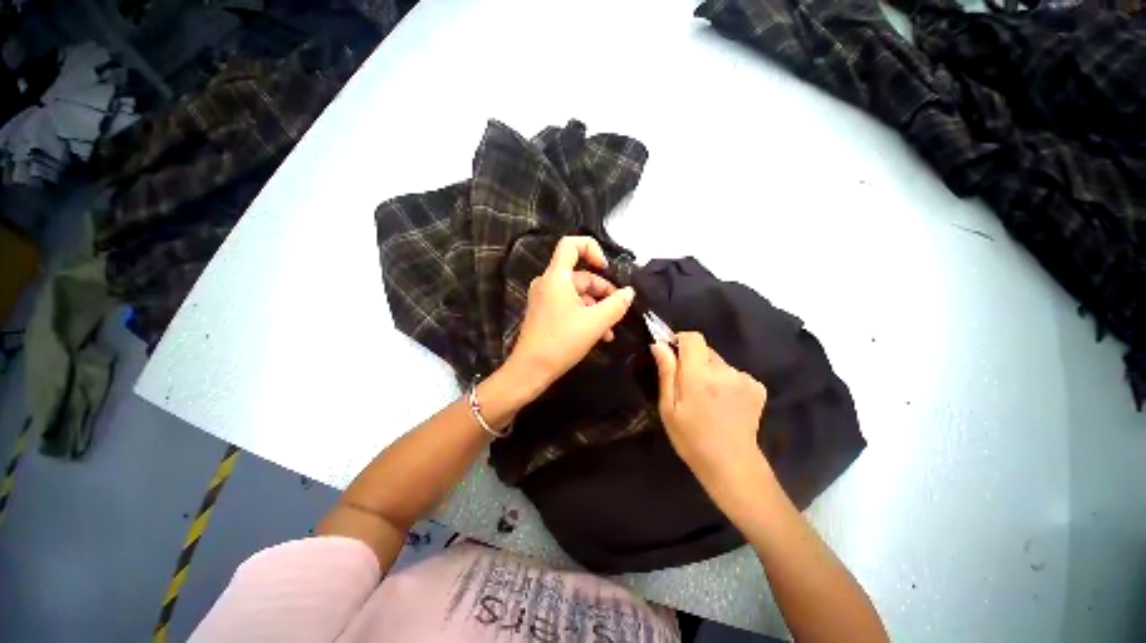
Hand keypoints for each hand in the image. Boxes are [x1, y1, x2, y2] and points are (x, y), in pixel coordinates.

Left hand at [505, 236, 634, 392]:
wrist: (530, 370)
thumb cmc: (562, 342)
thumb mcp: (595, 323)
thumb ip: (616, 305)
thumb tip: (629, 292)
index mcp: (556, 277)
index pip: (571, 244)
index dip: (592, 249)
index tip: (607, 269)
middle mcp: (548, 283)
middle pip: (580, 275)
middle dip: (603, 291)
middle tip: (619, 308)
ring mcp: (545, 298)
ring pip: (578, 294)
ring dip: (597, 307)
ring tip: (611, 329)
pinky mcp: (545, 312)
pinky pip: (569, 305)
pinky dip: (585, 314)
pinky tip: (600, 334)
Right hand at [651, 332, 767, 477]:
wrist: (732, 465)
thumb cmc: (691, 438)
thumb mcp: (669, 408)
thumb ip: (666, 372)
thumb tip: (659, 345)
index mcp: (700, 374)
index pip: (692, 337)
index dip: (681, 341)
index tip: (673, 356)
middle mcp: (725, 370)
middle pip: (706, 350)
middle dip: (694, 361)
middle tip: (688, 386)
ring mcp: (744, 378)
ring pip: (719, 363)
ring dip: (710, 372)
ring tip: (707, 399)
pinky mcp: (757, 387)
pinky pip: (734, 374)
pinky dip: (727, 382)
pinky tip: (725, 403)